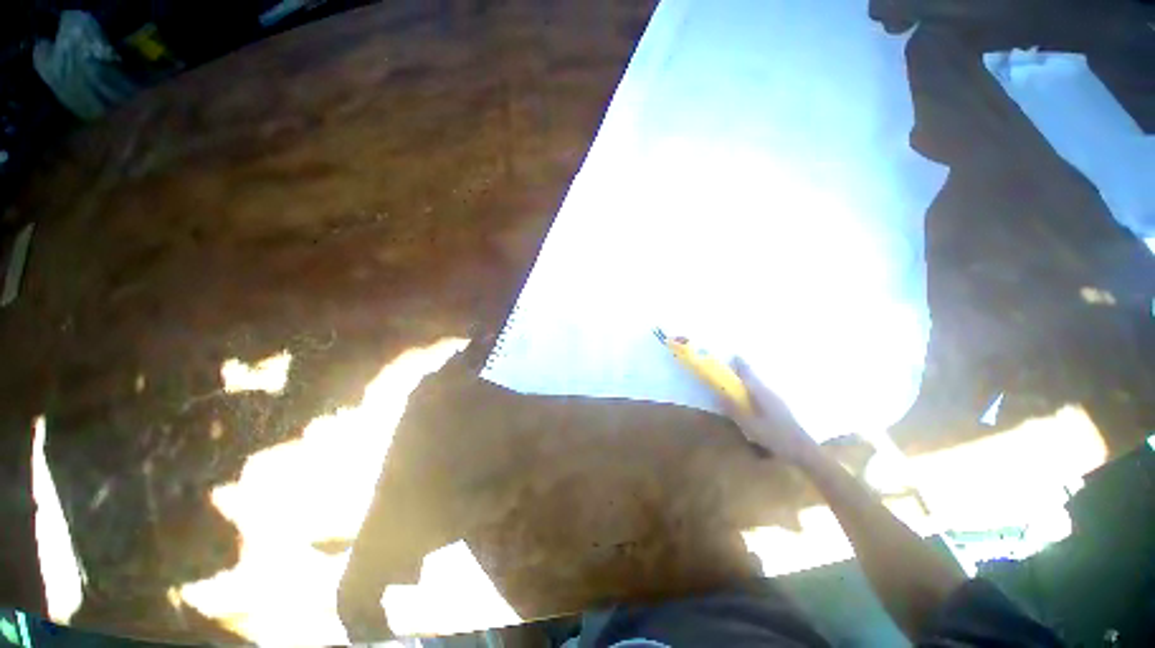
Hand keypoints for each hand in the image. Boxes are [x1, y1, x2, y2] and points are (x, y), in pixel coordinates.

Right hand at [726, 358, 819, 465]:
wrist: (802, 449)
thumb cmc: (774, 435)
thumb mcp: (749, 424)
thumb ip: (734, 409)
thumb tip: (719, 394)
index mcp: (760, 392)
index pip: (747, 373)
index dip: (739, 363)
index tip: (730, 355)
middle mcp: (769, 391)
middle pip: (753, 377)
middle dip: (742, 372)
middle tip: (729, 370)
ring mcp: (776, 399)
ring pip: (758, 386)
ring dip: (748, 382)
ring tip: (736, 385)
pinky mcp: (779, 408)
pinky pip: (761, 394)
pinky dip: (753, 392)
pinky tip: (749, 401)